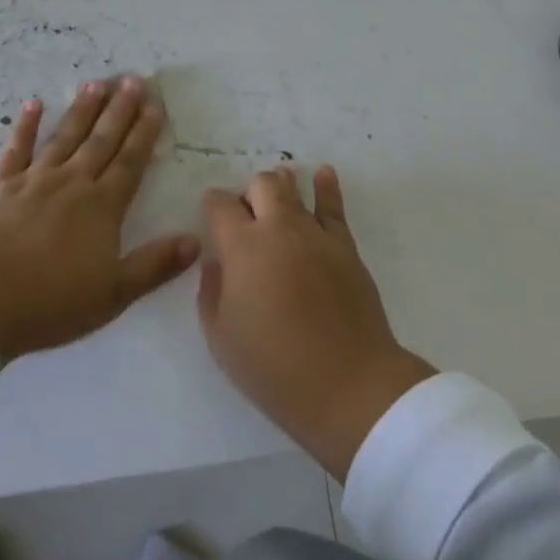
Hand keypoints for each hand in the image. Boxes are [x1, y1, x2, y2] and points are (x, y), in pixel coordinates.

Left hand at [0, 77, 199, 365]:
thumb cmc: (54, 301)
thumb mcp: (115, 293)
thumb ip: (155, 265)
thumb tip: (195, 241)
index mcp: (103, 207)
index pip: (130, 162)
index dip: (144, 133)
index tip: (155, 105)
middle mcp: (73, 183)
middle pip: (101, 140)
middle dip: (119, 110)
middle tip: (132, 79)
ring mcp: (35, 180)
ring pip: (65, 137)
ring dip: (82, 110)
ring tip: (96, 83)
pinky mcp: (0, 186)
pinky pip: (16, 149)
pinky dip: (25, 126)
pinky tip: (33, 104)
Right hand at [197, 166, 434, 480]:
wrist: (348, 384)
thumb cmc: (274, 368)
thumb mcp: (221, 337)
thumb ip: (211, 291)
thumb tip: (217, 262)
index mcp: (241, 246)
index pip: (219, 204)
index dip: (212, 205)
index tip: (211, 217)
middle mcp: (277, 228)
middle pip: (259, 185)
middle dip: (248, 193)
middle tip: (246, 217)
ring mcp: (314, 233)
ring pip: (293, 189)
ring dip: (281, 184)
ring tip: (277, 186)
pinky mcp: (344, 246)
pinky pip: (333, 207)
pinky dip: (326, 187)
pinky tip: (323, 175)